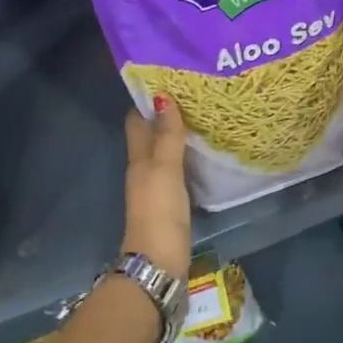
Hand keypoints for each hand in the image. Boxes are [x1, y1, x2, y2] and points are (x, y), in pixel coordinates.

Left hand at [122, 97, 190, 274]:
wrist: (159, 262)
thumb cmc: (159, 211)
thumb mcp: (165, 169)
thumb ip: (167, 136)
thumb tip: (163, 97)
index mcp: (138, 158)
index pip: (137, 120)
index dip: (148, 100)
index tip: (169, 80)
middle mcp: (144, 169)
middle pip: (151, 136)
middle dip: (167, 115)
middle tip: (194, 95)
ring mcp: (156, 188)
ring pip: (165, 153)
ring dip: (178, 137)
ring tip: (204, 117)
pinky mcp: (170, 204)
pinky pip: (177, 171)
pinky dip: (187, 158)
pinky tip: (205, 153)